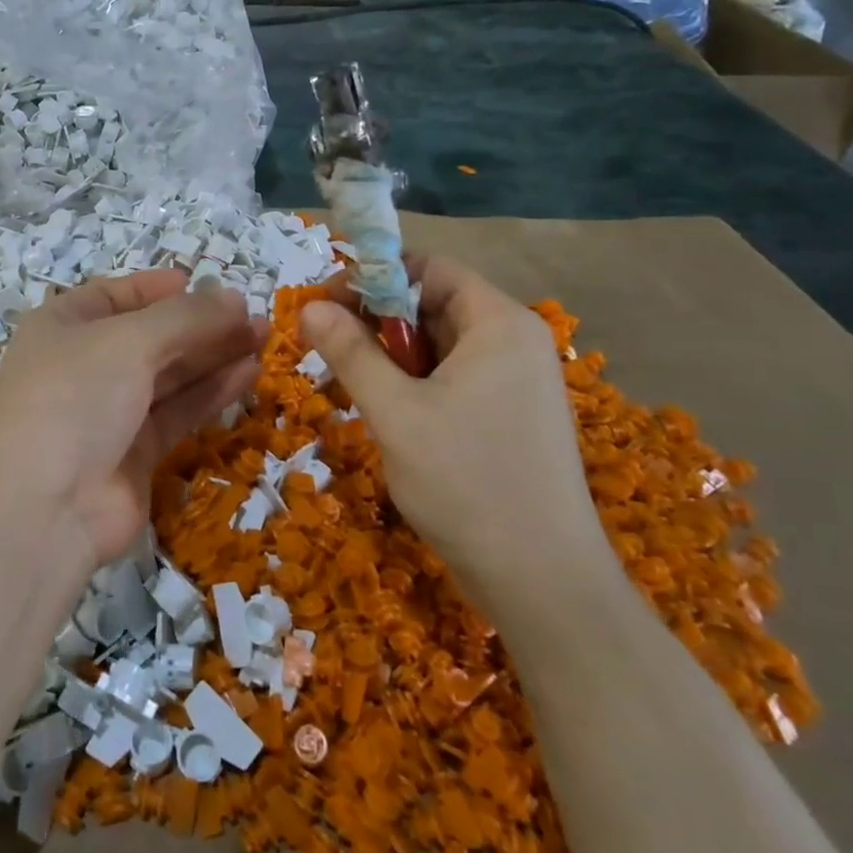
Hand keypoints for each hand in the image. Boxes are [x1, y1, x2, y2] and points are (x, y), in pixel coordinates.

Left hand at [0, 273, 262, 565]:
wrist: (44, 509)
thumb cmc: (75, 398)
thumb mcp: (129, 341)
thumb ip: (186, 317)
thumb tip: (235, 297)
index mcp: (62, 326)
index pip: (114, 295)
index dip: (157, 287)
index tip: (202, 281)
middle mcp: (82, 365)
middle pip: (149, 335)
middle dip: (200, 323)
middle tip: (254, 315)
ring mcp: (107, 412)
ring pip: (168, 375)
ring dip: (213, 355)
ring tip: (262, 338)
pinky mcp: (133, 453)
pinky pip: (176, 412)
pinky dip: (210, 393)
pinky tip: (247, 373)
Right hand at [301, 256, 616, 623]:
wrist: (544, 584)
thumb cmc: (467, 483)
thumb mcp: (396, 412)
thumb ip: (350, 352)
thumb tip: (308, 305)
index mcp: (498, 324)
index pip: (429, 268)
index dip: (373, 276)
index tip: (324, 304)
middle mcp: (513, 342)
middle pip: (433, 305)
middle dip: (375, 319)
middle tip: (325, 347)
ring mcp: (516, 382)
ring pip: (438, 346)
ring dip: (389, 356)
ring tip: (347, 384)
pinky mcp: (509, 417)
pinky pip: (452, 379)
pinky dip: (413, 384)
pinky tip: (384, 412)